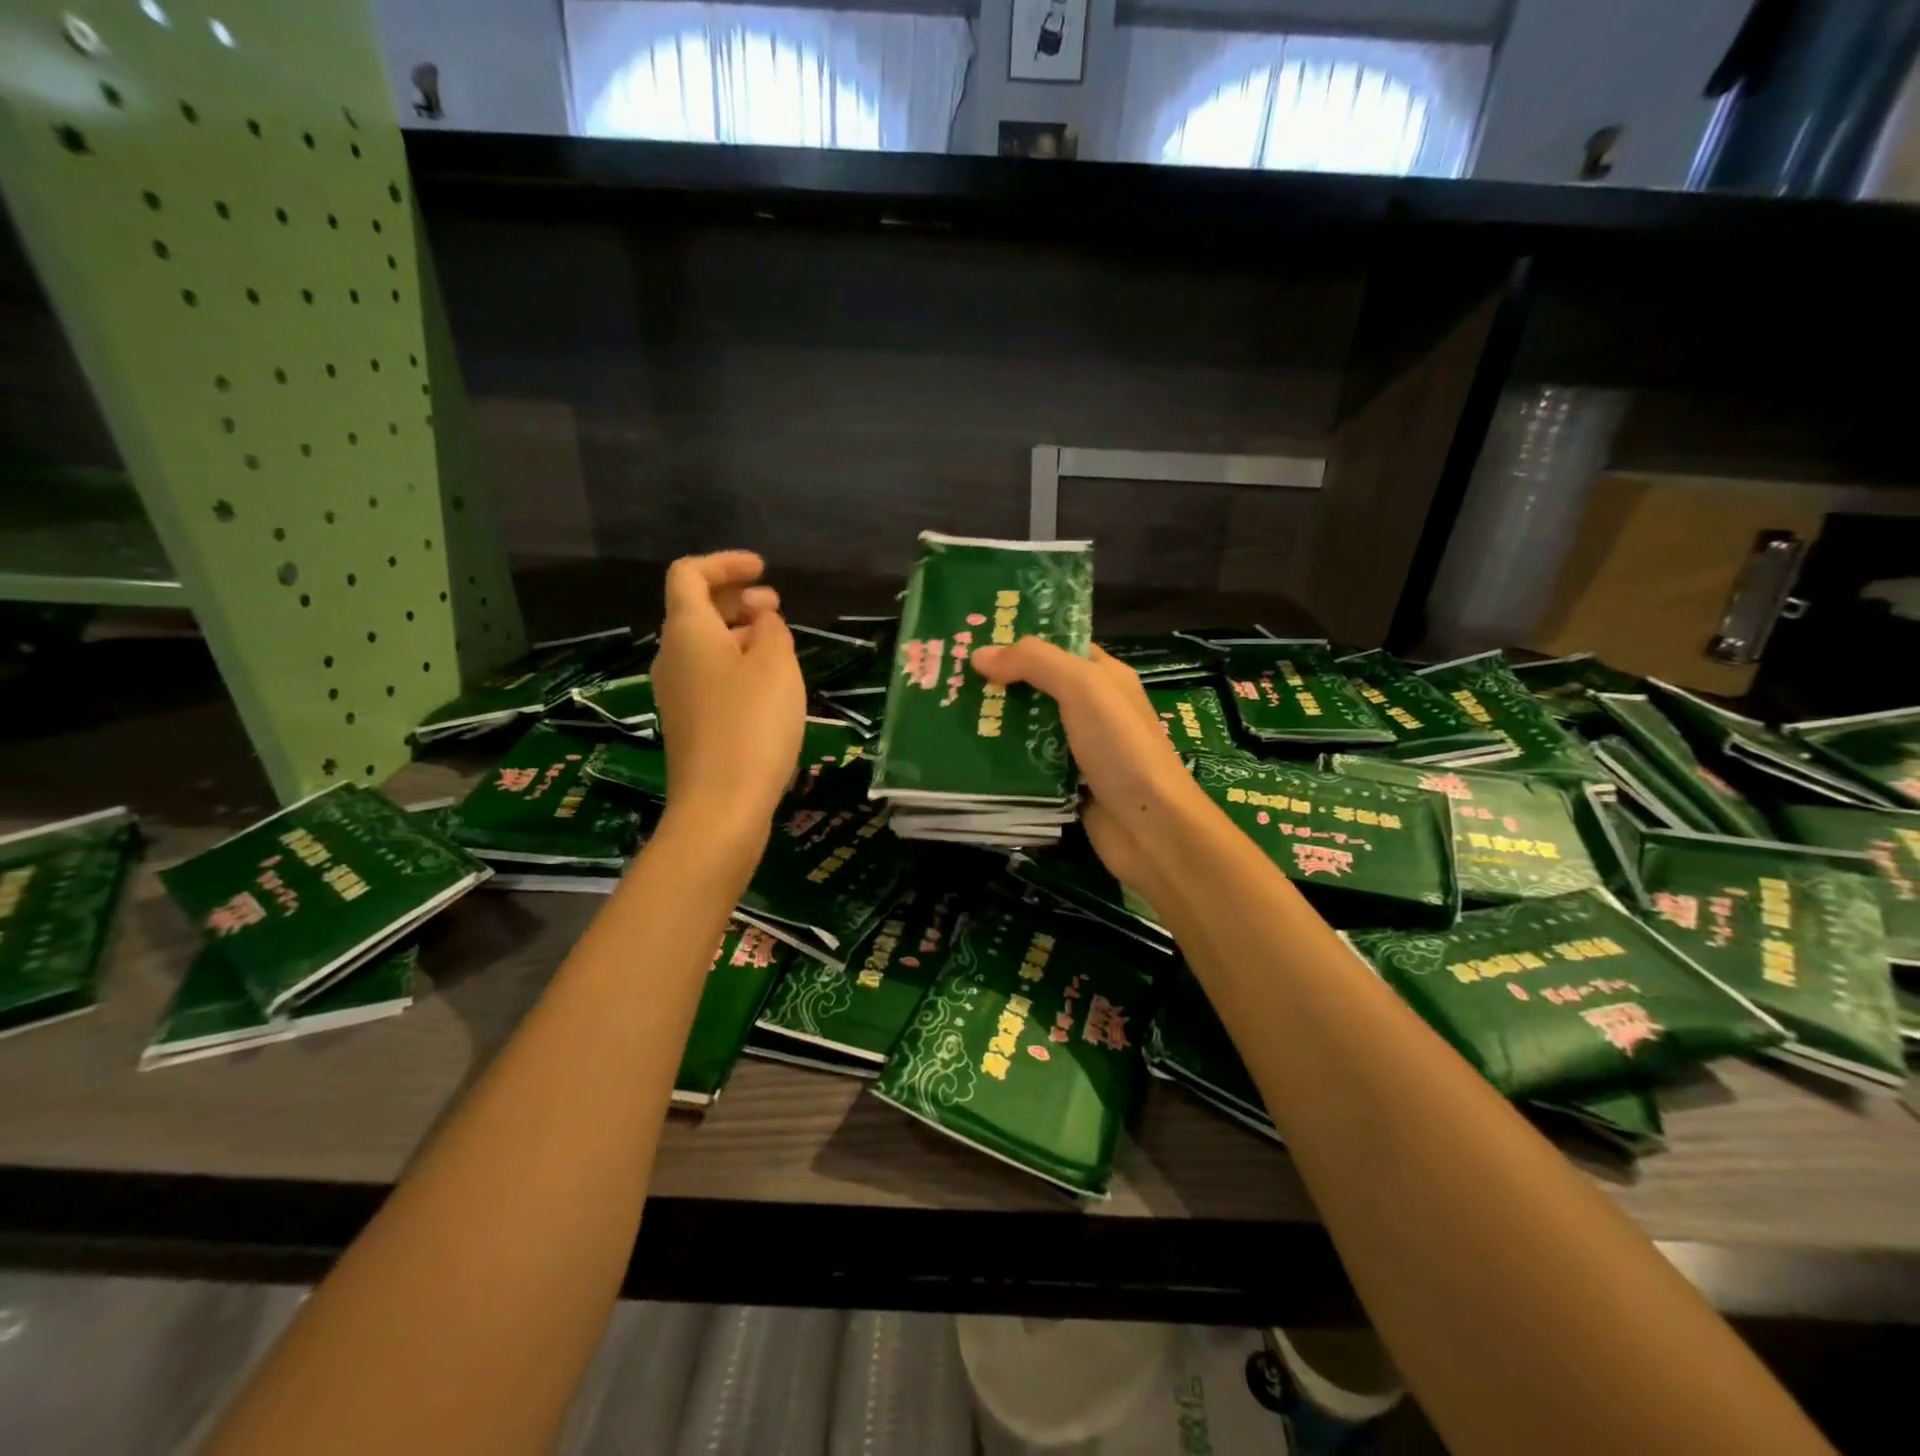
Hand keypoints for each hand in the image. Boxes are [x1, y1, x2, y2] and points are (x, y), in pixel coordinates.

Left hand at [651, 551, 804, 833]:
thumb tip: (761, 620)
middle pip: (695, 610)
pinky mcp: (691, 723)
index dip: (724, 563)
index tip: (762, 569)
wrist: (721, 805)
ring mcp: (677, 693)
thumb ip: (770, 629)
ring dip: (739, 633)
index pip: (689, 575)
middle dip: (735, 598)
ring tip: (779, 644)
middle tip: (775, 605)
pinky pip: (710, 676)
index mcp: (687, 632)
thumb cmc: (751, 724)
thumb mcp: (775, 664)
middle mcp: (672, 657)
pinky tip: (768, 685)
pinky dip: (737, 664)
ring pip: (705, 645)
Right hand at [971, 640, 1198, 908]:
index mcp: (1105, 677)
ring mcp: (1079, 749)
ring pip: (1028, 728)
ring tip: (946, 714)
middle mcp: (1093, 709)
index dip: (1021, 640)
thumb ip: (1035, 663)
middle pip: (1038, 688)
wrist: (1150, 827)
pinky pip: (1027, 764)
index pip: (1059, 647)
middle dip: (998, 683)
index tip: (974, 638)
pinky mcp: (1065, 784)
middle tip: (947, 678)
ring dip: (995, 723)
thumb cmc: (1121, 748)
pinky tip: (967, 755)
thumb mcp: (1083, 688)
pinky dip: (1003, 760)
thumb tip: (980, 654)